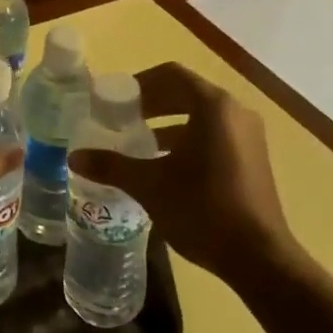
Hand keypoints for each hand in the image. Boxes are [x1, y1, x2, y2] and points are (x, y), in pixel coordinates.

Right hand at [68, 62, 301, 289]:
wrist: (259, 257)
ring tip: (137, 143)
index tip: (115, 100)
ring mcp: (249, 136)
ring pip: (201, 116)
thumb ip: (111, 165)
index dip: (139, 83)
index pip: (171, 75)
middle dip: (151, 103)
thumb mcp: (150, 185)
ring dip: (168, 123)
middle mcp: (235, 112)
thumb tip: (73, 157)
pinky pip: (215, 135)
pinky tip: (164, 166)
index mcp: (213, 107)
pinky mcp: (253, 159)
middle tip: (120, 119)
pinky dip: (187, 140)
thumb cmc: (202, 209)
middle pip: (186, 92)